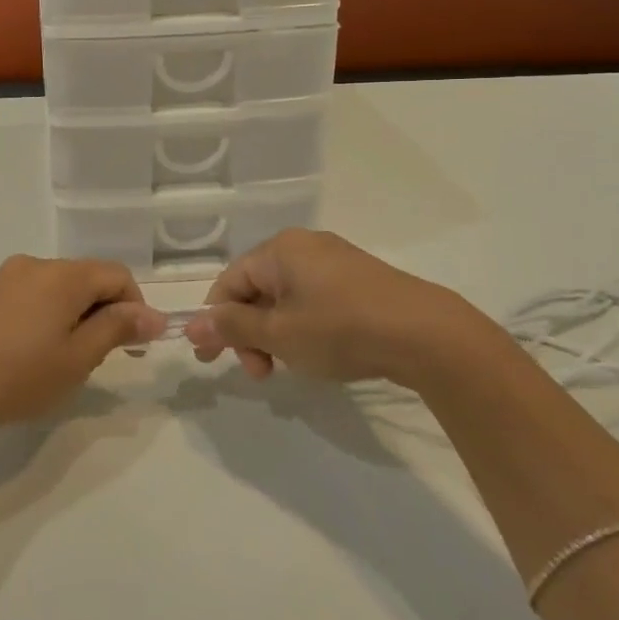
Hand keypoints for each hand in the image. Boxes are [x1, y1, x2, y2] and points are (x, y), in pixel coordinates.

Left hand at [0, 255, 164, 434]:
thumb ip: (117, 329)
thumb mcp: (77, 358)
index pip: (117, 275)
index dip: (135, 307)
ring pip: (62, 287)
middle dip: (104, 312)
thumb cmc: (18, 375)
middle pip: (89, 277)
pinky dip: (50, 314)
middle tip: (97, 358)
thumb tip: (154, 316)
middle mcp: (37, 264)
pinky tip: (34, 351)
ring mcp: (9, 276)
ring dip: (77, 314)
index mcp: (64, 275)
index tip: (134, 347)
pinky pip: (36, 293)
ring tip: (63, 359)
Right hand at [185, 229, 499, 389]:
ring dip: (275, 334)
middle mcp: (303, 246)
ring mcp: (335, 261)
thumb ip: (232, 328)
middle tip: (260, 373)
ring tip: (289, 368)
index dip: (215, 321)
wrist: (427, 335)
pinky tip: (317, 353)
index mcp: (278, 250)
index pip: (229, 282)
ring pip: (285, 298)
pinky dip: (302, 327)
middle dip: (249, 333)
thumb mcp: (279, 334)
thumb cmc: (340, 329)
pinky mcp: (360, 280)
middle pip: (256, 289)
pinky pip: (313, 299)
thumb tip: (191, 326)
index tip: (211, 360)